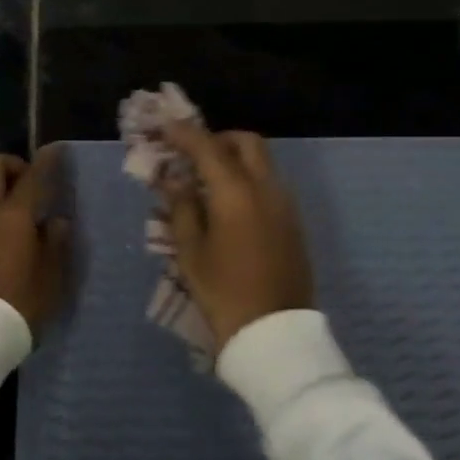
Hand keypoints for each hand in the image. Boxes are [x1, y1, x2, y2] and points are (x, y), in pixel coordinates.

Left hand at [0, 151, 70, 334]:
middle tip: (26, 186)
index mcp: (12, 216)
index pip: (33, 176)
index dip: (47, 160)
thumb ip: (56, 243)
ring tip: (9, 221)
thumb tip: (55, 221)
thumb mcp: (51, 278)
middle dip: (10, 166)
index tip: (55, 151)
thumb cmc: (19, 305)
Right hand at [161, 123, 314, 349]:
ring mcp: (285, 204)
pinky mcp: (294, 222)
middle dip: (219, 139)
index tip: (165, 128)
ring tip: (208, 181)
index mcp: (236, 192)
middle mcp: (266, 188)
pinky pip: (270, 184)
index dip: (184, 133)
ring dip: (236, 159)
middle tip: (194, 154)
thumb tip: (176, 181)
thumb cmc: (224, 292)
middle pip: (247, 142)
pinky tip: (230, 205)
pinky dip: (249, 179)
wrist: (274, 332)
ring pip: (263, 162)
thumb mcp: (191, 252)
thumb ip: (183, 208)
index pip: (207, 147)